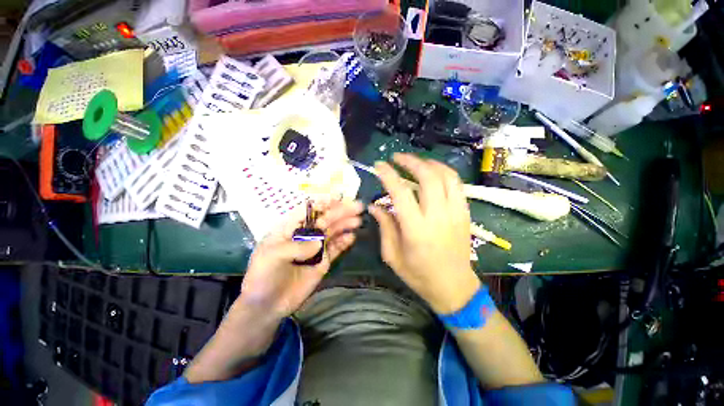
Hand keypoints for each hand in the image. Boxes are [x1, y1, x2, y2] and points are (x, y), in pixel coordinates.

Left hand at [238, 199, 363, 318]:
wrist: (268, 304)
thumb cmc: (263, 275)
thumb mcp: (272, 256)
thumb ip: (296, 247)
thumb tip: (319, 242)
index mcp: (290, 228)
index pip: (308, 210)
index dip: (323, 203)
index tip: (338, 198)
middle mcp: (305, 235)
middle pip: (325, 219)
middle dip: (340, 211)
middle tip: (357, 206)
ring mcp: (316, 248)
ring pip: (333, 232)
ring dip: (345, 224)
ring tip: (358, 220)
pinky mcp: (323, 261)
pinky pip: (336, 249)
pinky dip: (344, 242)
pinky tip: (352, 237)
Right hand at [369, 153, 480, 313]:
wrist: (454, 286)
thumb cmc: (419, 275)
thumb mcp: (393, 256)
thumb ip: (384, 227)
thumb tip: (374, 206)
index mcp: (416, 230)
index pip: (400, 193)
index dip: (388, 175)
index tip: (379, 165)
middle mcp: (438, 217)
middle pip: (428, 178)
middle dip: (411, 161)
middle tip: (396, 157)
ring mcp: (455, 213)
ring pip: (446, 176)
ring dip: (429, 163)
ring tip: (414, 161)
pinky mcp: (465, 213)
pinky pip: (457, 184)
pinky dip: (444, 172)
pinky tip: (433, 171)